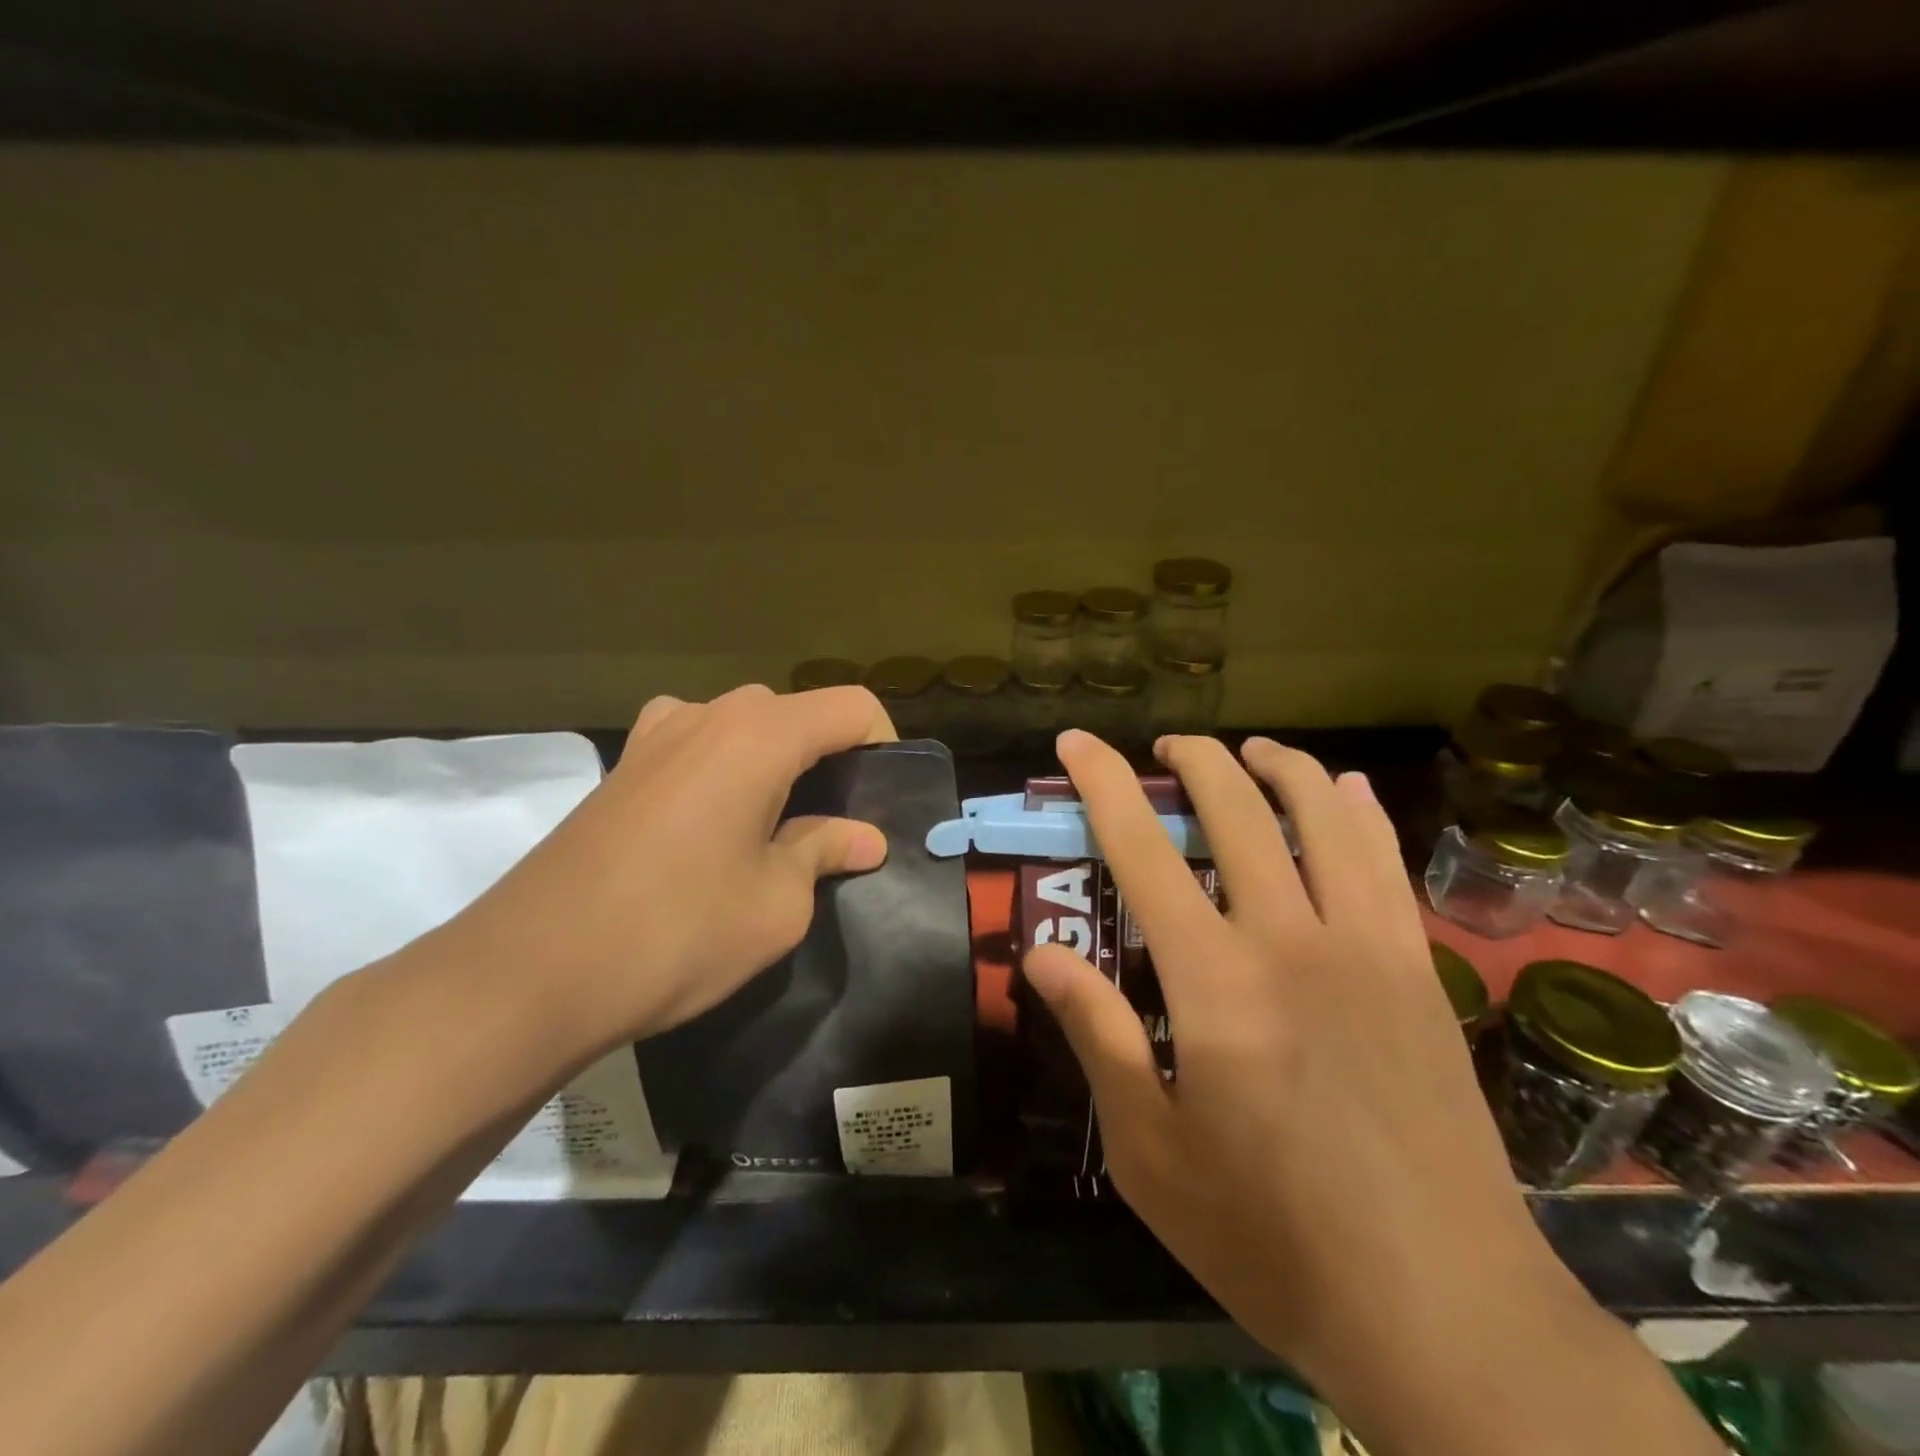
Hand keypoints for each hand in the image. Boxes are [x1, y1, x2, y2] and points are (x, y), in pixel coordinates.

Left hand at [437, 685, 894, 1058]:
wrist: (529, 972)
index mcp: (759, 734)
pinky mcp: (621, 767)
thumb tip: (863, 838)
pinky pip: (696, 747)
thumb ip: (824, 851)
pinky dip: (726, 771)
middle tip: (840, 824)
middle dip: (830, 758)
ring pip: (745, 729)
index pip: (851, 707)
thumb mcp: (777, 903)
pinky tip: (718, 825)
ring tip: (781, 826)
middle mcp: (708, 715)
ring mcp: (655, 736)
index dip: (885, 744)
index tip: (886, 798)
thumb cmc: (677, 932)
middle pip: (796, 714)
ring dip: (777, 765)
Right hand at [1022, 732, 1595, 1416]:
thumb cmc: (1272, 1238)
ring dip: (1280, 767)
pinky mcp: (1419, 973)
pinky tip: (1346, 790)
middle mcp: (1289, 941)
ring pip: (1322, 818)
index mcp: (1213, 982)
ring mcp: (1366, 950)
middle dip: (1195, 761)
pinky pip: (1387, 865)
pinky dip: (1359, 813)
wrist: (1445, 1312)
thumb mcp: (1151, 1153)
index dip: (1102, 783)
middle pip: (1236, 811)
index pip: (1141, 849)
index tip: (1077, 741)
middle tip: (1167, 746)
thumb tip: (1042, 955)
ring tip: (1250, 749)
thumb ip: (1098, 1037)